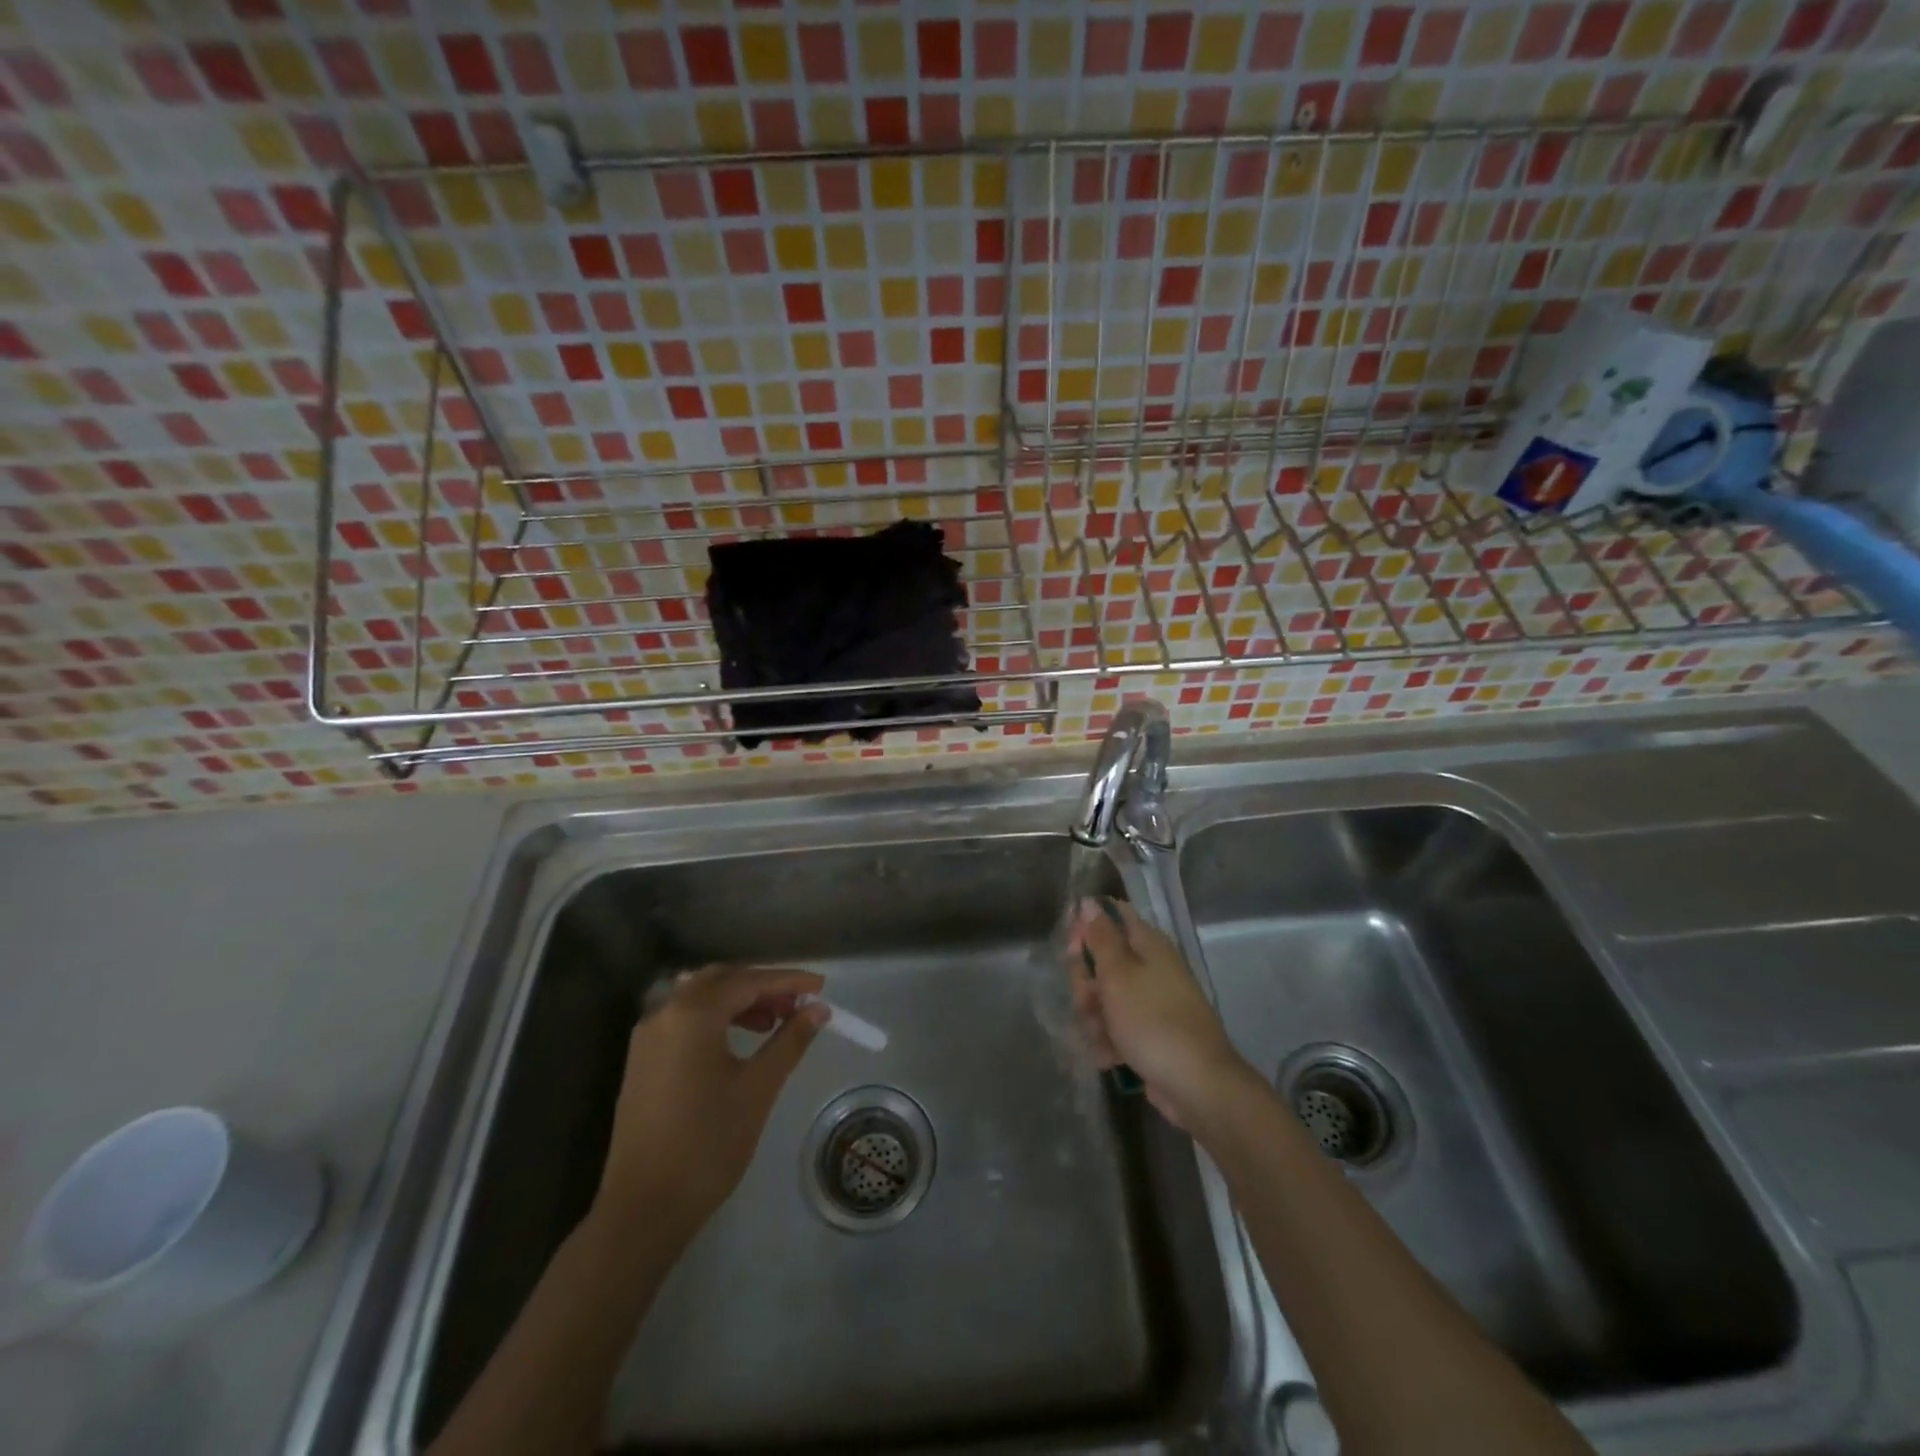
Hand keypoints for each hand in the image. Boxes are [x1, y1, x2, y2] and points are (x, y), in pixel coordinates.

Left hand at [595, 965, 828, 1241]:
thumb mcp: (758, 1088)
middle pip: (721, 980)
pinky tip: (737, 1040)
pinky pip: (684, 1019)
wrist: (644, 1208)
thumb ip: (789, 1041)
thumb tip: (818, 1010)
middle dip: (762, 986)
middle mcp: (665, 1013)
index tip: (820, 987)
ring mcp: (648, 1036)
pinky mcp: (642, 1059)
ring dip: (738, 1001)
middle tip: (796, 1005)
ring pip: (700, 997)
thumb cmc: (708, 1144)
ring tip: (772, 1023)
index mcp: (693, 1015)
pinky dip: (715, 1017)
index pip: (749, 981)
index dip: (788, 981)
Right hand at [1067, 897, 1250, 1128]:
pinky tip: (1108, 1056)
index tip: (1072, 950)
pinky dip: (1109, 1040)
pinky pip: (1117, 1027)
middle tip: (1087, 1000)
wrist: (1196, 1085)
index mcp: (1148, 945)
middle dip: (1087, 982)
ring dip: (1094, 1016)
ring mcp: (1152, 1002)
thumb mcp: (1118, 975)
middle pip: (1103, 961)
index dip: (1087, 928)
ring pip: (1106, 997)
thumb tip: (1090, 902)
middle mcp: (1151, 967)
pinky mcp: (1150, 1033)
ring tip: (1100, 1036)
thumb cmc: (1152, 1021)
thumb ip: (1100, 938)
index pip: (1112, 917)